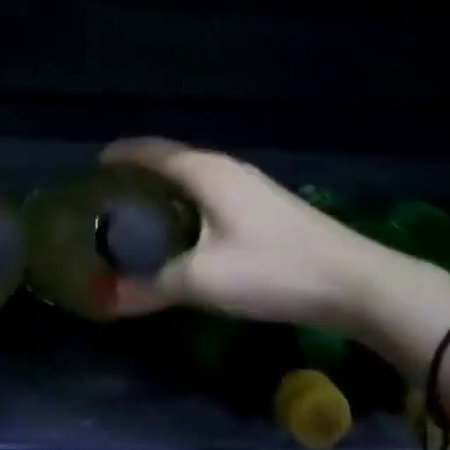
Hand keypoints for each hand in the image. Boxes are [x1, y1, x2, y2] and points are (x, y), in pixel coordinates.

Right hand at [101, 138, 404, 335]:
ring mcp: (250, 184)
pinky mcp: (267, 205)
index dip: (118, 156)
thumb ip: (150, 287)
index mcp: (204, 171)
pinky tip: (187, 231)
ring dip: (165, 189)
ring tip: (140, 215)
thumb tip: (104, 298)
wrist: (357, 282)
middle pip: (170, 160)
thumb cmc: (272, 269)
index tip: (92, 171)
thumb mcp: (203, 281)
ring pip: (194, 177)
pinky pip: (212, 192)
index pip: (148, 150)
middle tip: (109, 200)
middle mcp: (224, 167)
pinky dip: (188, 202)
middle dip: (137, 173)